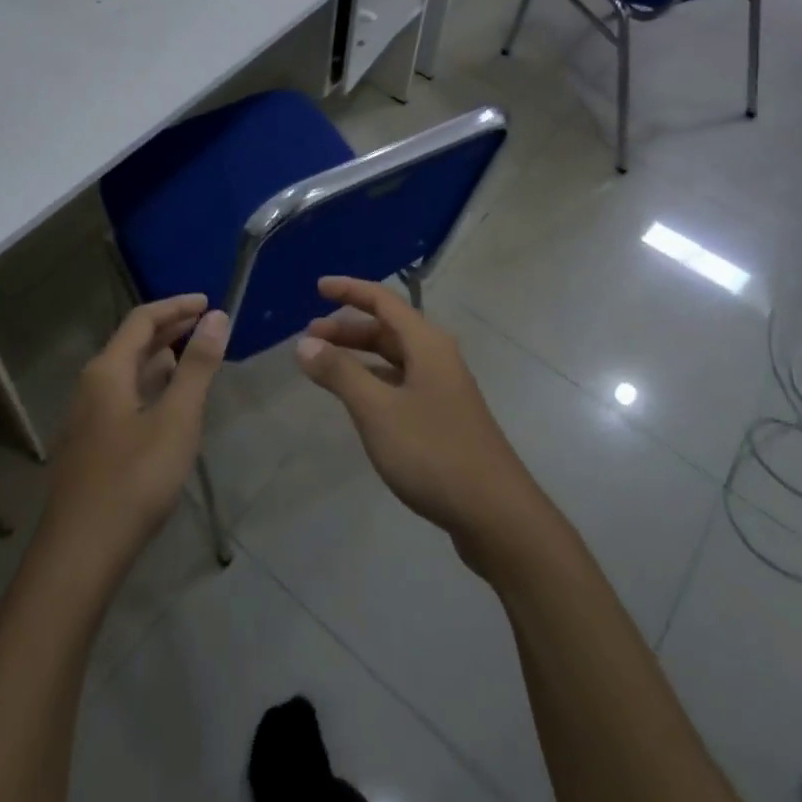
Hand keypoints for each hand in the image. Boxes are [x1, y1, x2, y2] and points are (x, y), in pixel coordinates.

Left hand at [42, 294, 228, 571]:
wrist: (80, 556)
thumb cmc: (134, 480)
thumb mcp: (177, 419)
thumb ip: (197, 366)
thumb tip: (216, 317)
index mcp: (107, 371)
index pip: (142, 319)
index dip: (176, 306)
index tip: (209, 302)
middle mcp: (92, 386)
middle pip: (132, 343)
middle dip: (170, 329)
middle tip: (207, 325)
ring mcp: (88, 418)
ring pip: (128, 372)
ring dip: (161, 358)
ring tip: (194, 357)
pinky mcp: (92, 445)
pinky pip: (125, 397)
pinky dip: (151, 385)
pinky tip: (169, 403)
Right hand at [295, 276, 547, 572]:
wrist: (496, 514)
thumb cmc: (433, 452)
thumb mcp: (377, 410)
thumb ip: (340, 373)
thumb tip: (305, 343)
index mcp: (426, 343)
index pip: (383, 301)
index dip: (349, 291)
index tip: (318, 288)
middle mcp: (438, 357)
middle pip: (388, 329)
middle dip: (349, 328)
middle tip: (310, 337)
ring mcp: (444, 389)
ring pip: (395, 358)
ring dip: (360, 356)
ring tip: (326, 366)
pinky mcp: (444, 418)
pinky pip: (401, 384)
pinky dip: (375, 382)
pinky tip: (359, 401)